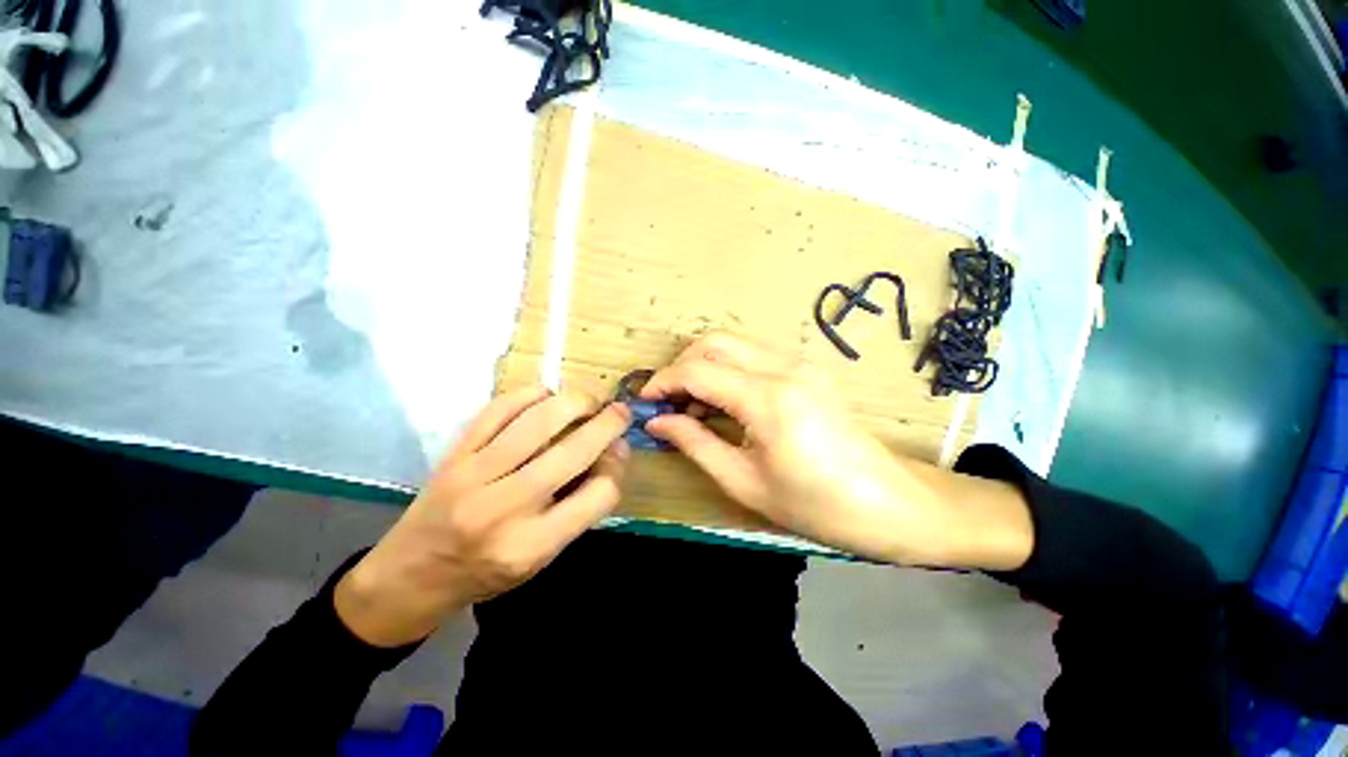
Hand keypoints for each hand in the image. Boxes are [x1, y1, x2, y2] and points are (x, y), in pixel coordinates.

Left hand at [335, 387, 629, 646]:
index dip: (617, 470)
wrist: (409, 575)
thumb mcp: (542, 558)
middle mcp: (504, 508)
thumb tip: (612, 452)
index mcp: (531, 546)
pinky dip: (530, 394)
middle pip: (574, 452)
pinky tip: (546, 395)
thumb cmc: (485, 573)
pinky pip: (499, 409)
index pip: (599, 495)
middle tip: (620, 411)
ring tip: (589, 400)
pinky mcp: (454, 454)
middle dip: (608, 424)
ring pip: (539, 422)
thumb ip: (581, 507)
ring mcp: (474, 476)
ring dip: (575, 401)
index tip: (618, 454)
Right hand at [641, 333, 1032, 569]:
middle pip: (714, 341)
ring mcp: (800, 362)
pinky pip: (753, 355)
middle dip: (681, 366)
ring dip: (704, 366)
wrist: (889, 502)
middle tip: (668, 402)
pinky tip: (724, 402)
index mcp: (769, 399)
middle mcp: (784, 367)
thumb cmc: (816, 505)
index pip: (698, 371)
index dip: (663, 382)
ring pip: (733, 343)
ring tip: (693, 406)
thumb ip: (695, 443)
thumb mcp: (744, 482)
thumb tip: (657, 421)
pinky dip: (727, 369)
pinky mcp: (807, 368)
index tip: (644, 402)